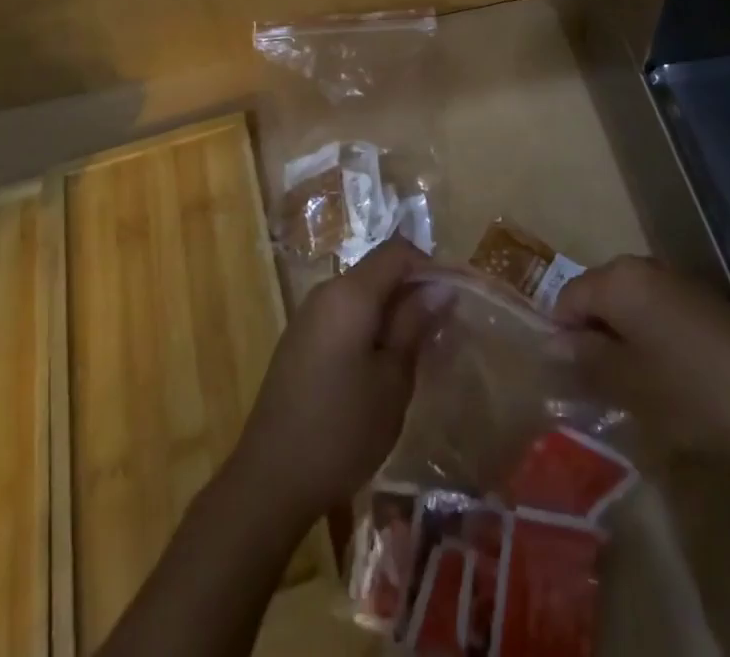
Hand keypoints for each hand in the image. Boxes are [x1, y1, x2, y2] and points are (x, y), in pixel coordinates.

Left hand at [230, 237, 439, 526]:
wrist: (271, 478)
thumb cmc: (342, 429)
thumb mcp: (392, 380)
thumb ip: (415, 324)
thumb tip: (441, 286)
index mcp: (349, 293)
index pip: (397, 251)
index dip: (431, 265)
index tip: (458, 297)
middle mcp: (326, 291)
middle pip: (378, 270)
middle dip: (414, 290)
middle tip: (445, 327)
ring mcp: (309, 315)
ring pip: (362, 294)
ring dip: (393, 310)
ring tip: (421, 348)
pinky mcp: (301, 339)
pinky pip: (344, 314)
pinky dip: (370, 325)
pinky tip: (385, 364)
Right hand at [555, 256, 729, 476]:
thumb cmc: (696, 395)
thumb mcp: (630, 387)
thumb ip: (586, 361)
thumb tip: (553, 344)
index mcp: (620, 281)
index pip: (568, 298)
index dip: (562, 337)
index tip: (571, 379)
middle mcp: (646, 268)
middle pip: (600, 297)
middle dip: (595, 337)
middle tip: (601, 387)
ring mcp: (682, 282)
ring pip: (633, 306)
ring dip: (626, 340)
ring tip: (636, 388)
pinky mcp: (711, 303)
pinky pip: (664, 313)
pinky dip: (656, 340)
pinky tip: (674, 381)